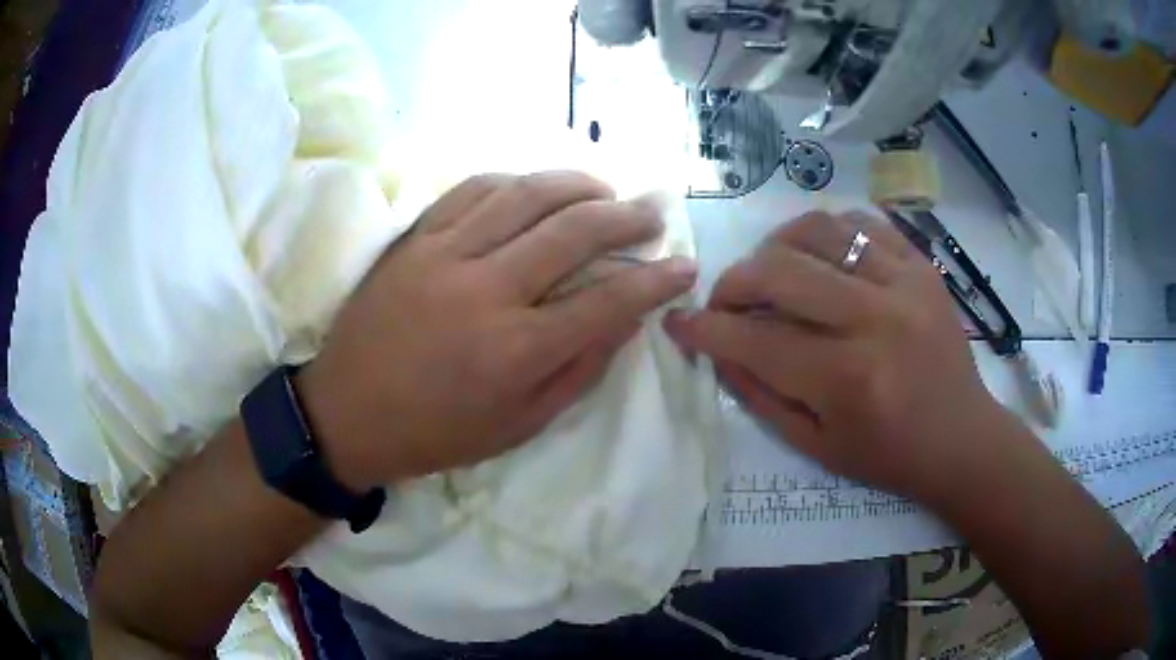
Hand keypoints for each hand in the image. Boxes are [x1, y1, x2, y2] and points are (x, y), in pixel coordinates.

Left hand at [298, 172, 697, 489]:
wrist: (346, 414)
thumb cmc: (435, 432)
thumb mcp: (519, 425)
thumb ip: (579, 370)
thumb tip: (626, 319)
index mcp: (516, 351)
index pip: (608, 301)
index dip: (656, 281)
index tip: (685, 266)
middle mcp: (487, 290)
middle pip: (575, 231)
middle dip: (627, 216)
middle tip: (653, 213)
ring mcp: (445, 254)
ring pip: (526, 194)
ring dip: (577, 184)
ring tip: (605, 190)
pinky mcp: (415, 238)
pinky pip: (473, 189)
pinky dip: (515, 180)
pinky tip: (536, 187)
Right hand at [664, 211, 1011, 503]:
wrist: (961, 438)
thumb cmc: (888, 454)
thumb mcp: (815, 446)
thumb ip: (760, 396)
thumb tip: (718, 351)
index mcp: (847, 379)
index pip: (756, 340)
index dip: (706, 330)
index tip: (680, 323)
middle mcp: (876, 320)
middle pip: (781, 271)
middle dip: (733, 282)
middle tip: (725, 300)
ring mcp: (905, 284)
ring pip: (819, 230)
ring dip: (778, 246)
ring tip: (772, 271)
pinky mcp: (922, 266)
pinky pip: (863, 222)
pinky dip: (830, 231)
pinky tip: (822, 256)